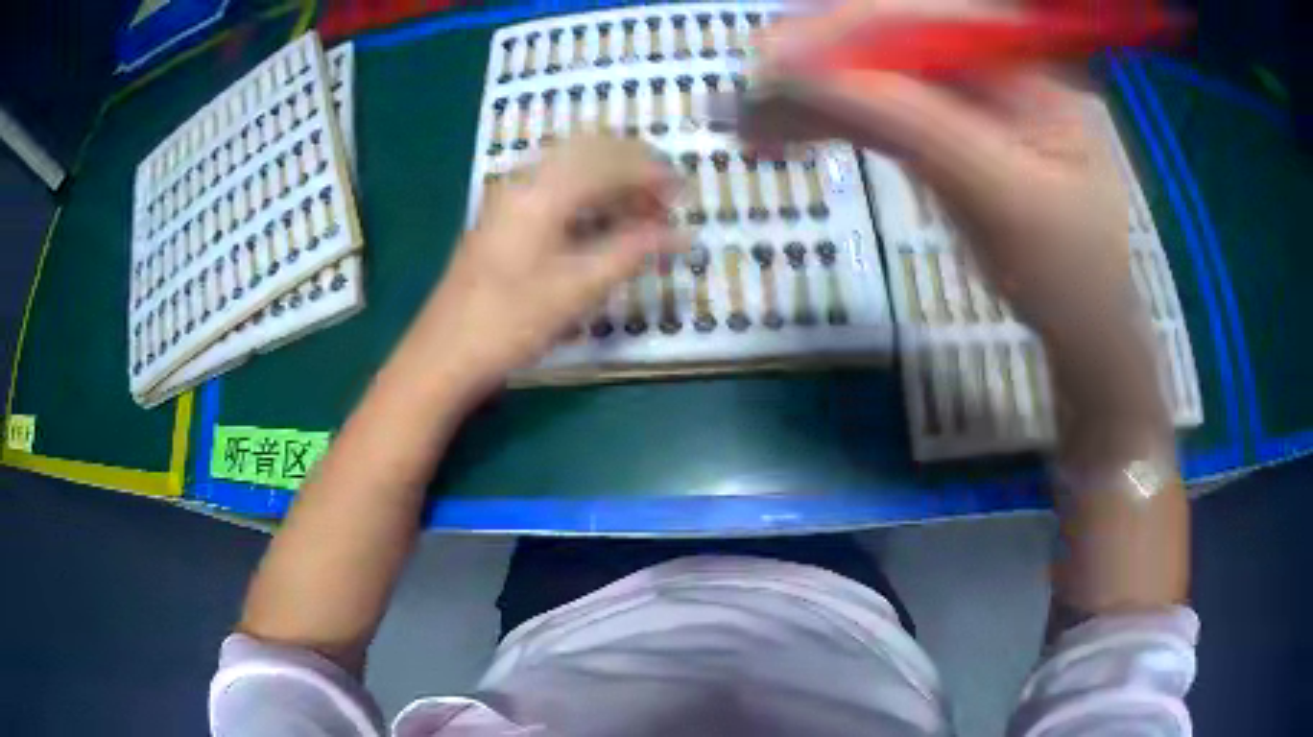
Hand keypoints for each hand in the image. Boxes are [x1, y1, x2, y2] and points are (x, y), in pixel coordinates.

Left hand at [400, 136, 685, 395]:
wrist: (444, 353)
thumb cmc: (511, 321)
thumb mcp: (579, 288)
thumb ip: (633, 252)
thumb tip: (683, 236)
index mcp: (543, 191)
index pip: (609, 161)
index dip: (652, 172)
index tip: (685, 191)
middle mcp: (524, 182)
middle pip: (589, 152)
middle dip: (632, 167)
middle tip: (665, 197)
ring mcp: (508, 199)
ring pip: (570, 169)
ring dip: (609, 180)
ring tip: (641, 210)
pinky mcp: (502, 219)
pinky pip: (554, 188)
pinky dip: (586, 196)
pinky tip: (601, 222)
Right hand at [750, 5, 1131, 340]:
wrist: (1081, 321)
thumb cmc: (1067, 270)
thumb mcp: (1004, 196)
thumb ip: (914, 125)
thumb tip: (807, 76)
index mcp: (1021, 63)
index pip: (923, 16)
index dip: (846, 29)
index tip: (775, 60)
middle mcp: (987, 63)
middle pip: (886, 35)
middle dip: (815, 61)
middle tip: (748, 96)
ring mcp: (961, 94)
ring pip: (869, 72)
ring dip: (808, 95)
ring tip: (750, 128)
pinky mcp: (940, 126)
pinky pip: (873, 108)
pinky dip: (827, 121)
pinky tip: (784, 135)